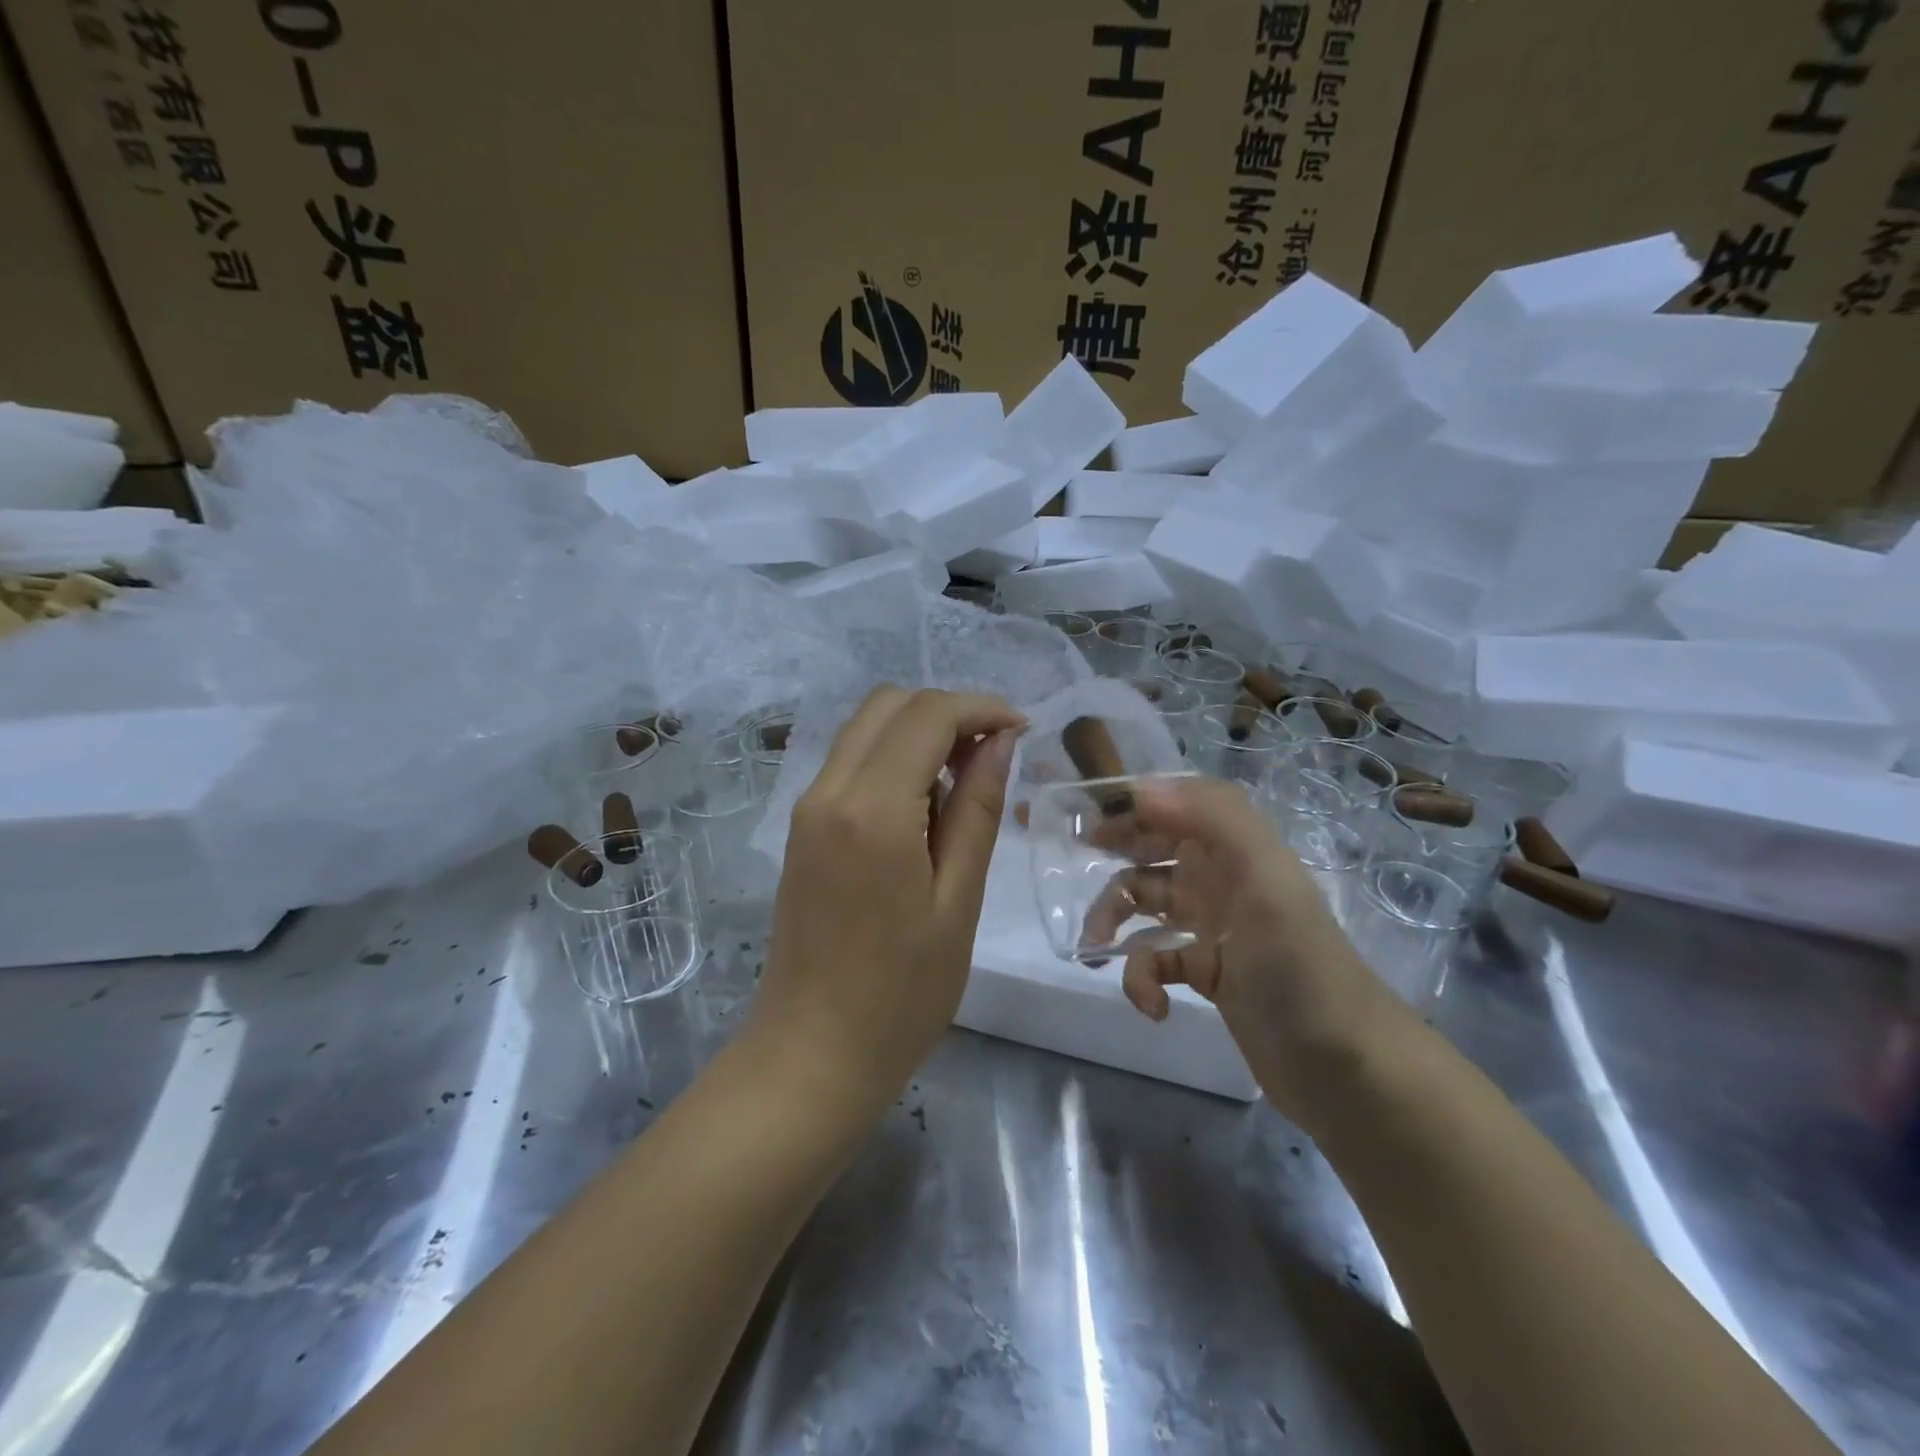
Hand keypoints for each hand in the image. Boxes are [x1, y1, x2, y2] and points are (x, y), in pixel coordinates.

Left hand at [748, 687, 1024, 1108]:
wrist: (812, 1054)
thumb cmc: (902, 993)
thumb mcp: (959, 901)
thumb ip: (977, 810)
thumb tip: (1000, 742)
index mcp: (871, 809)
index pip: (927, 715)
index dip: (981, 709)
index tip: (1023, 730)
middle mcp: (828, 791)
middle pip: (889, 705)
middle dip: (948, 712)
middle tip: (995, 755)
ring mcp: (807, 809)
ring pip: (866, 729)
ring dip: (919, 732)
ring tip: (966, 782)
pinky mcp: (801, 829)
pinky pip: (850, 763)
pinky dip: (892, 759)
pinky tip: (925, 807)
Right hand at [1082, 776, 1406, 1124]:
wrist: (1345, 1069)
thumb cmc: (1300, 965)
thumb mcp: (1265, 879)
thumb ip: (1211, 818)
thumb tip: (1140, 786)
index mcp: (1233, 847)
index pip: (1171, 804)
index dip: (1126, 801)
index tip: (1076, 813)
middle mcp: (1220, 877)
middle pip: (1150, 848)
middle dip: (1111, 855)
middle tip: (1065, 868)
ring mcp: (1213, 927)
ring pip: (1144, 905)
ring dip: (1114, 921)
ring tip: (1095, 949)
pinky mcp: (1207, 974)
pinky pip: (1157, 960)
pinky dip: (1144, 978)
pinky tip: (1153, 1005)